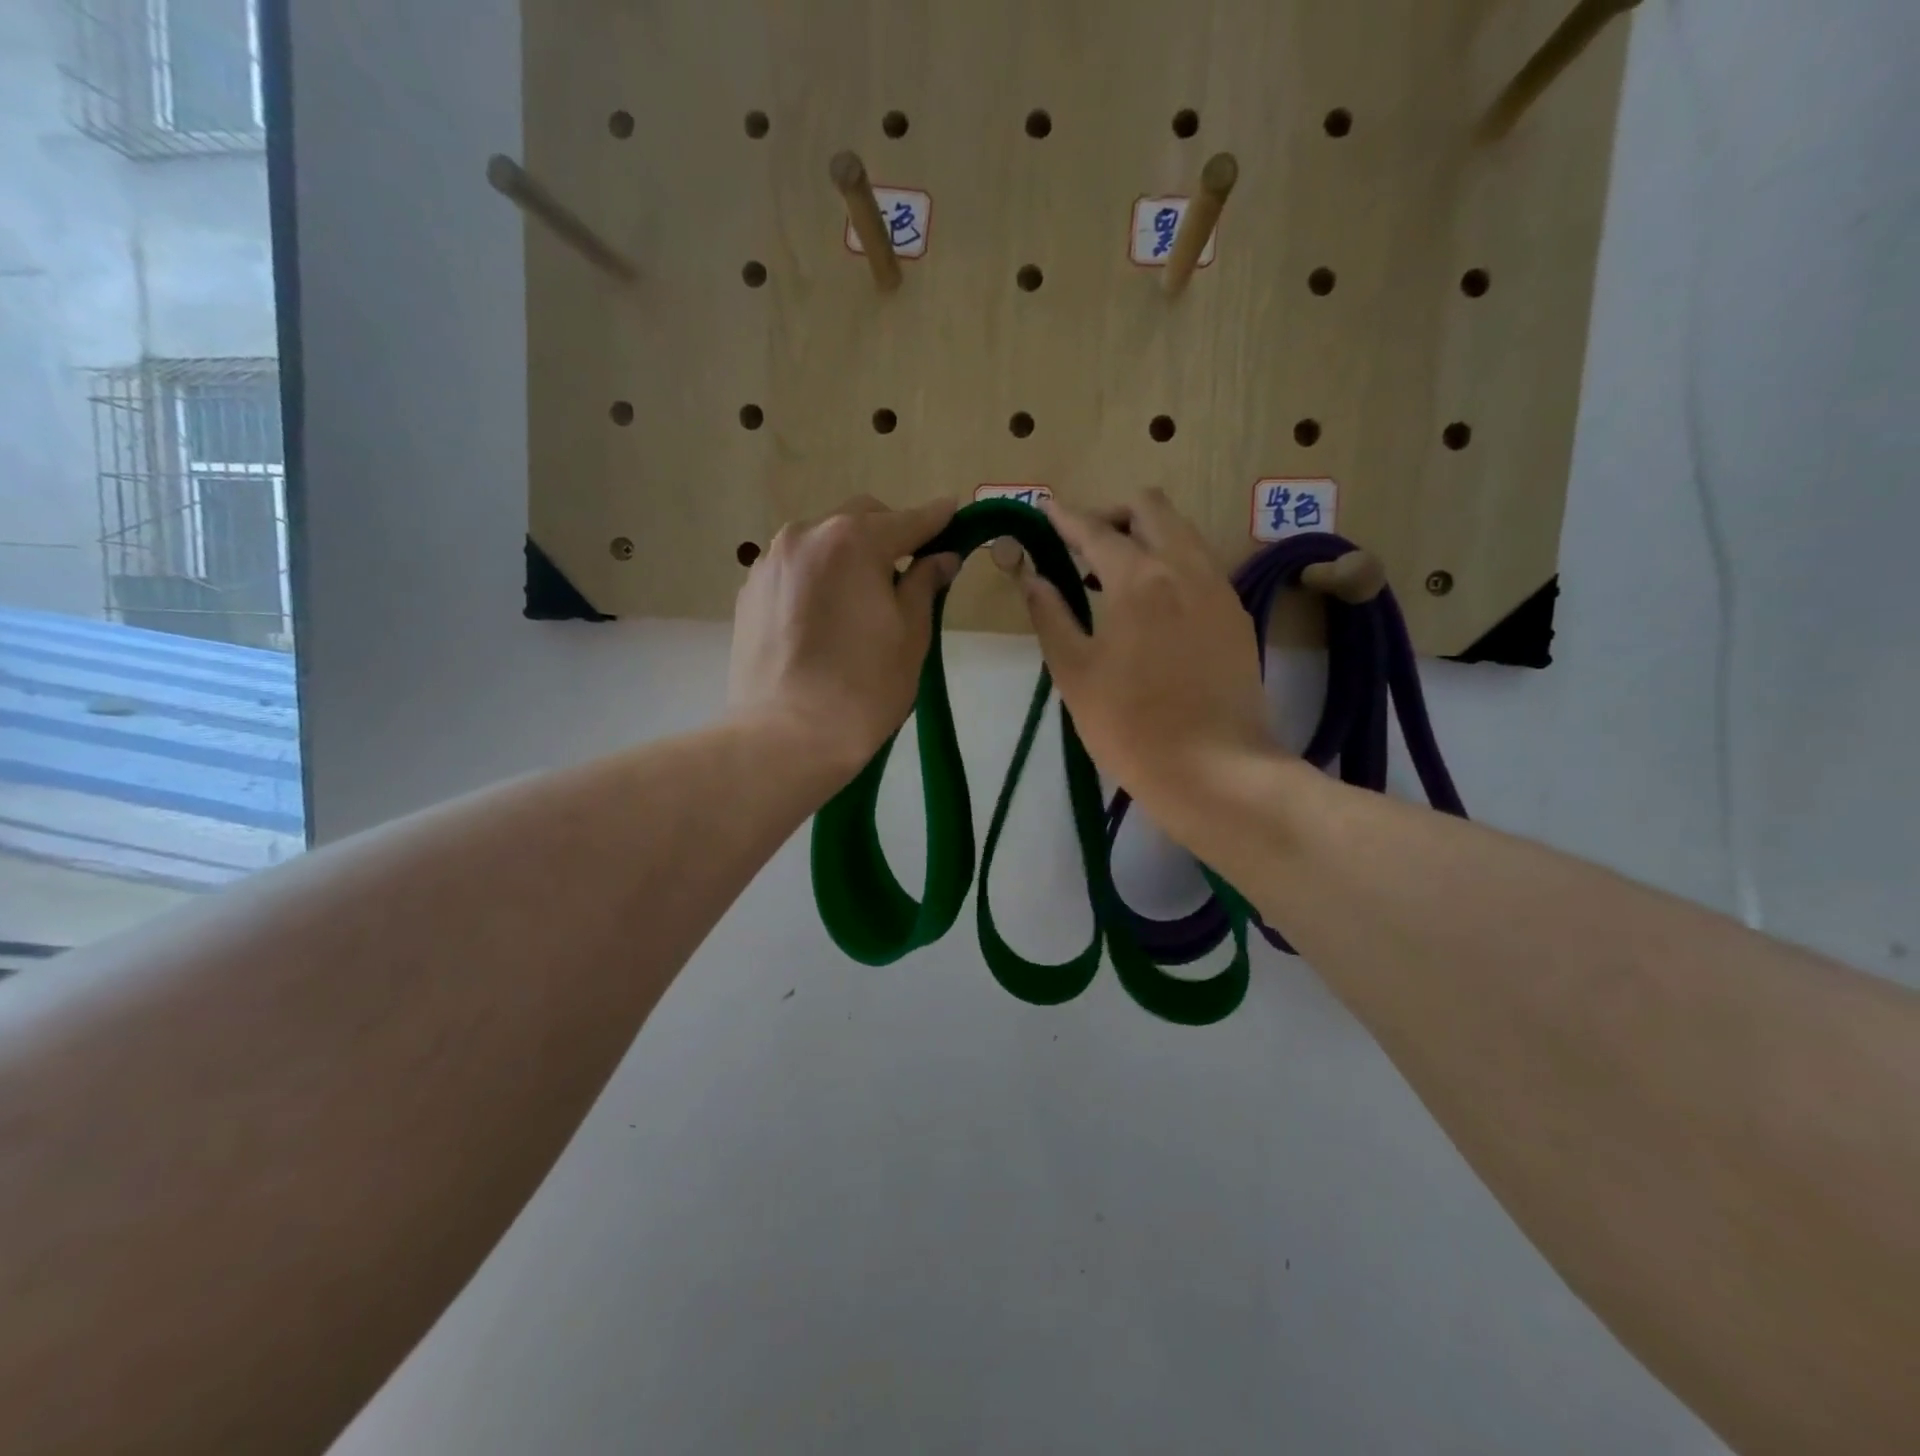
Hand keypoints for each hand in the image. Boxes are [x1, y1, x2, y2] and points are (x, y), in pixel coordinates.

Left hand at [729, 495, 959, 784]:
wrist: (786, 736)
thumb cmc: (864, 688)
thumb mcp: (911, 635)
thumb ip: (925, 584)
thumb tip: (942, 557)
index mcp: (853, 541)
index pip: (908, 521)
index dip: (936, 519)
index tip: (955, 514)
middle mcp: (805, 536)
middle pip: (859, 520)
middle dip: (889, 535)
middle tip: (908, 571)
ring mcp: (771, 563)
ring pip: (822, 542)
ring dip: (848, 556)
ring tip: (861, 599)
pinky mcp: (749, 592)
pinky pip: (795, 570)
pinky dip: (818, 578)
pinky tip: (826, 618)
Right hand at [1006, 490, 1274, 824]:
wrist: (1213, 769)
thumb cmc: (1129, 725)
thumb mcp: (1073, 672)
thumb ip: (1049, 614)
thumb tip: (1030, 574)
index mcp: (1138, 578)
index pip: (1095, 529)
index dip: (1065, 516)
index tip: (1045, 509)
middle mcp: (1184, 567)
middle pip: (1151, 507)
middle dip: (1112, 513)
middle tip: (1083, 543)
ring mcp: (1218, 588)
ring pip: (1182, 531)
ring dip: (1146, 535)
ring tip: (1115, 574)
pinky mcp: (1236, 614)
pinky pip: (1201, 565)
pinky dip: (1171, 563)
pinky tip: (1154, 604)